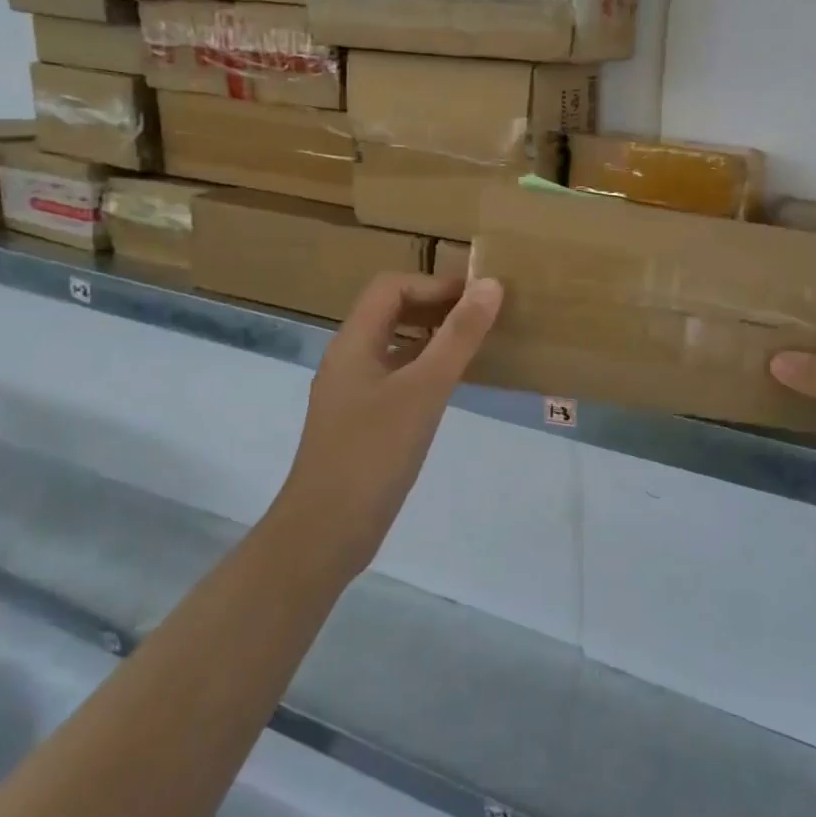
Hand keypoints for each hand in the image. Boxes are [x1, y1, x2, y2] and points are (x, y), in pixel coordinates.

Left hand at [275, 272, 502, 574]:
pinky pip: (397, 379)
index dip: (435, 284)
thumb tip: (490, 285)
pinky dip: (426, 371)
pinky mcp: (362, 423)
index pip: (391, 287)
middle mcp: (349, 361)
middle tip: (483, 317)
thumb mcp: (424, 390)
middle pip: (391, 313)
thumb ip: (458, 337)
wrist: (325, 533)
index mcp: (353, 343)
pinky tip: (452, 388)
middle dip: (436, 307)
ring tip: (475, 346)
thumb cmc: (373, 454)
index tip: (478, 297)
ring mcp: (353, 394)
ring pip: (395, 348)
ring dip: (433, 338)